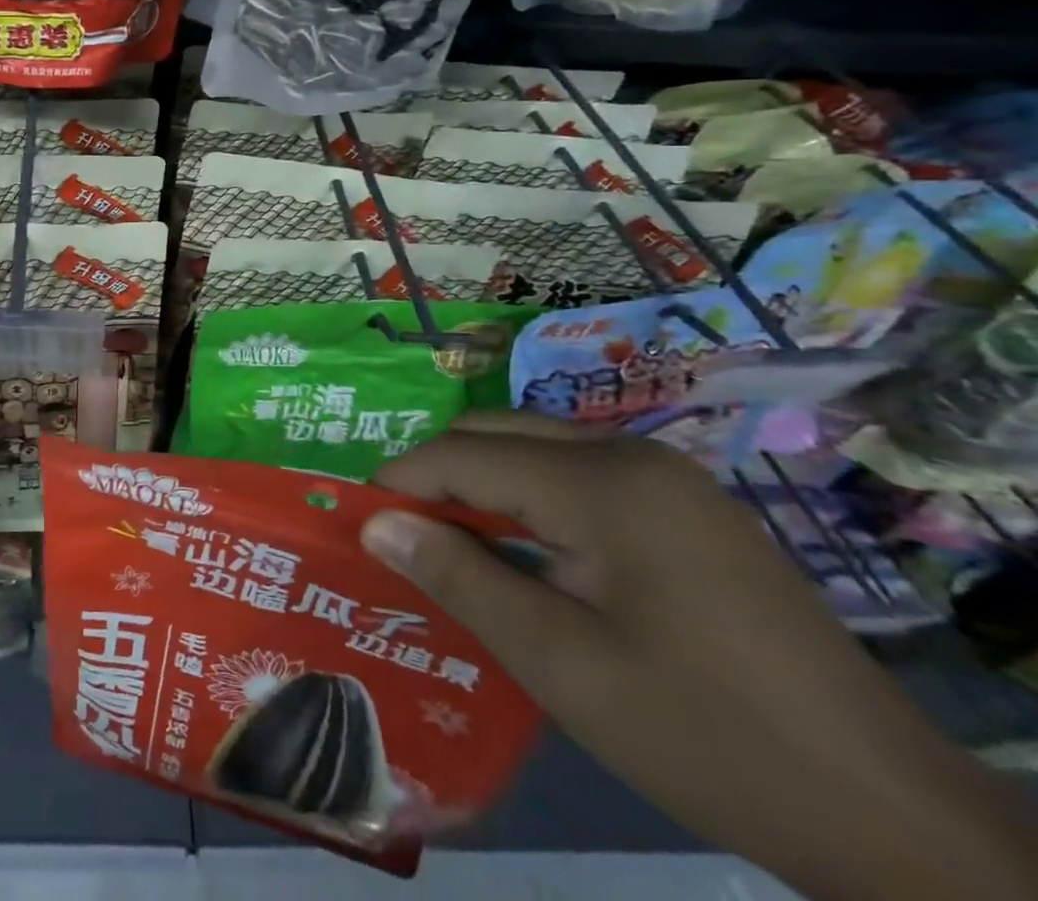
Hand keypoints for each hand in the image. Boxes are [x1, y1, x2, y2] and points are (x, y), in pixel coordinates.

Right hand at [360, 415, 1037, 900]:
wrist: (892, 815)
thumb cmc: (703, 731)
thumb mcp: (560, 663)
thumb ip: (458, 577)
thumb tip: (374, 523)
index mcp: (599, 480)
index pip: (464, 454)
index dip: (401, 481)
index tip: (358, 520)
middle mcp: (631, 453)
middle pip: (498, 435)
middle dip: (438, 476)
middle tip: (399, 533)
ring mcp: (668, 476)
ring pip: (537, 449)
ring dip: (483, 485)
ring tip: (450, 542)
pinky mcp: (689, 507)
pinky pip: (580, 476)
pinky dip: (532, 499)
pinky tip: (526, 551)